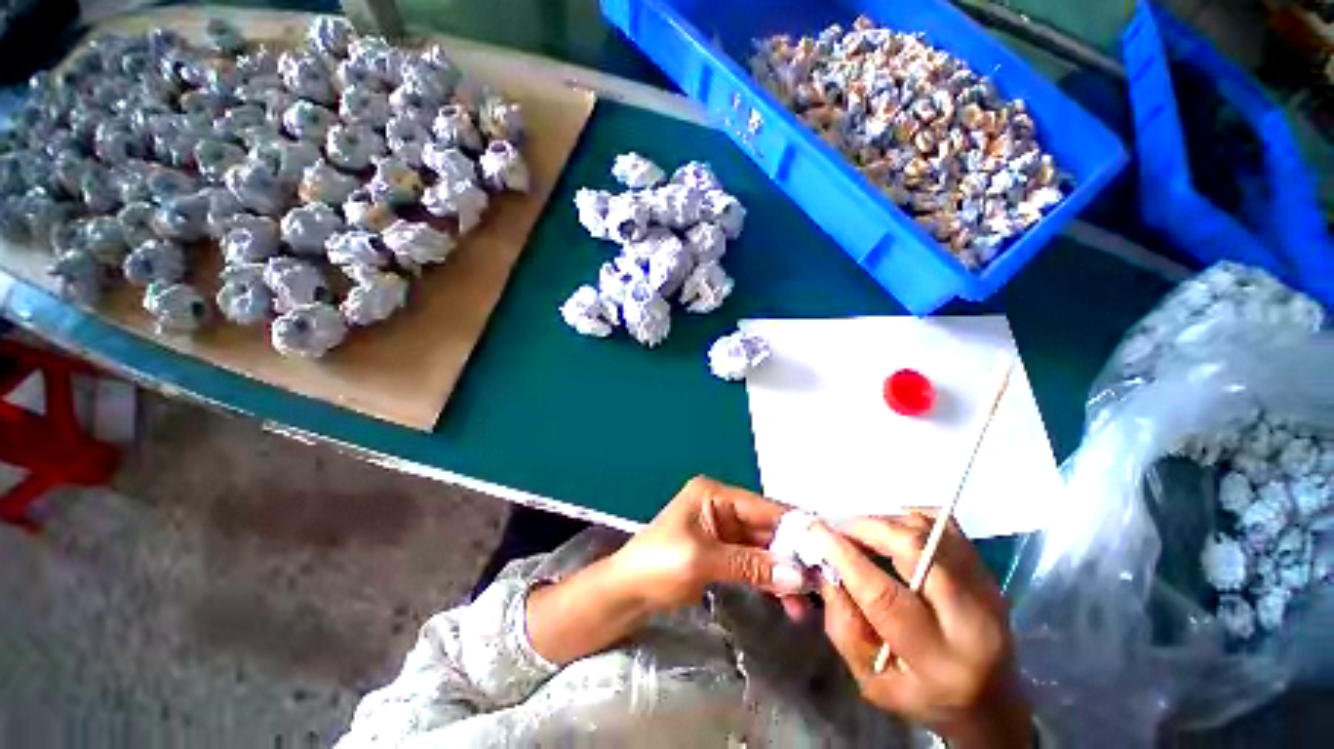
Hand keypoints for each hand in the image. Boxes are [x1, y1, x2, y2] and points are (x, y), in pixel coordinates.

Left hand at [527, 477, 805, 664]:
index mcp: (714, 494)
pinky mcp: (722, 552)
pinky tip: (787, 602)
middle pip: (766, 528)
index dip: (794, 527)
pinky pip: (753, 562)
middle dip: (792, 554)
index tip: (827, 549)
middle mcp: (721, 506)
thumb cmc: (657, 565)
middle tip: (823, 582)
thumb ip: (750, 565)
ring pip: (763, 548)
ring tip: (809, 602)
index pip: (762, 507)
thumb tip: (798, 576)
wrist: (626, 592)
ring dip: (783, 572)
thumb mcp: (702, 562)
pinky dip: (769, 580)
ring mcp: (723, 530)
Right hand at [812, 514, 1031, 748]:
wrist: (990, 699)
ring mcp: (984, 587)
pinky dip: (909, 517)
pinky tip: (892, 531)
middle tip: (838, 528)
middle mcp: (970, 618)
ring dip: (885, 521)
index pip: (884, 596)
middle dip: (867, 528)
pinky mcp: (986, 569)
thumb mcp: (872, 680)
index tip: (817, 532)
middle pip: (915, 548)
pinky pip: (943, 523)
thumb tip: (827, 569)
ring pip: (929, 529)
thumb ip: (843, 625)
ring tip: (861, 531)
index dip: (846, 557)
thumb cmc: (922, 696)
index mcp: (937, 659)